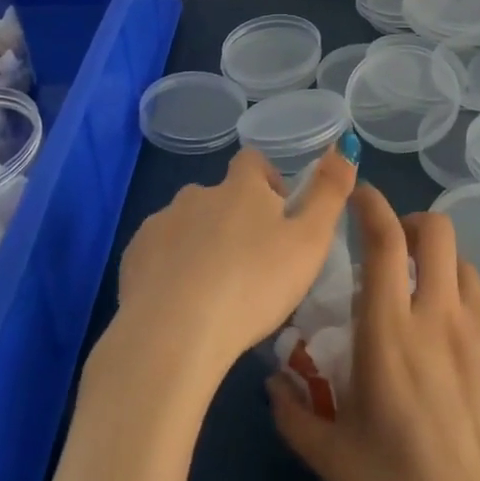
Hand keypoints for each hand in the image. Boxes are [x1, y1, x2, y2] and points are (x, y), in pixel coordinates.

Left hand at [111, 141, 356, 392]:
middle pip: (220, 196)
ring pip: (188, 224)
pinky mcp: (134, 257)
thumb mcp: (309, 241)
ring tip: (216, 291)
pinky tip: (181, 306)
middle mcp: (198, 194)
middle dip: (234, 219)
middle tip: (251, 265)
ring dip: (202, 244)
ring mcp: (161, 223)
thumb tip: (345, 145)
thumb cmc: (253, 284)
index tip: (280, 217)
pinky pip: (158, 253)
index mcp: (240, 187)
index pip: (254, 162)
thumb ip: (330, 192)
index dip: (268, 182)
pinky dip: (171, 268)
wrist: (174, 335)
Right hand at [269, 185, 479, 480]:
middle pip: (437, 230)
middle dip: (415, 225)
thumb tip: (272, 381)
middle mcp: (441, 315)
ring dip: (443, 273)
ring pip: (465, 268)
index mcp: (391, 331)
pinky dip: (471, 319)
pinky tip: (466, 363)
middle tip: (400, 249)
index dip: (371, 204)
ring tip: (432, 309)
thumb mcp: (334, 458)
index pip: (384, 239)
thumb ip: (294, 412)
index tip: (360, 195)